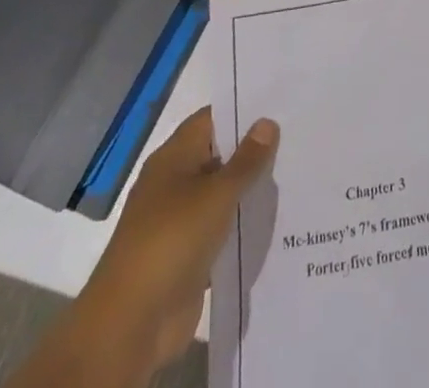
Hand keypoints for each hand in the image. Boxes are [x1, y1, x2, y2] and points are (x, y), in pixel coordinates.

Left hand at [9, 108, 278, 387]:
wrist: (132, 322)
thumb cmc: (172, 240)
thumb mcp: (216, 194)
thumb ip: (246, 160)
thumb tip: (267, 122)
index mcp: (173, 158)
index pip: (210, 120)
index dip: (242, 110)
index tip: (278, 105)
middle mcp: (174, 183)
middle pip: (218, 156)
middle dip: (252, 150)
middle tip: (295, 138)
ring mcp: (179, 220)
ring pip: (221, 195)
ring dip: (248, 190)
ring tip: (294, 174)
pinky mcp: (187, 255)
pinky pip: (220, 230)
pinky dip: (240, 225)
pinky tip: (274, 220)